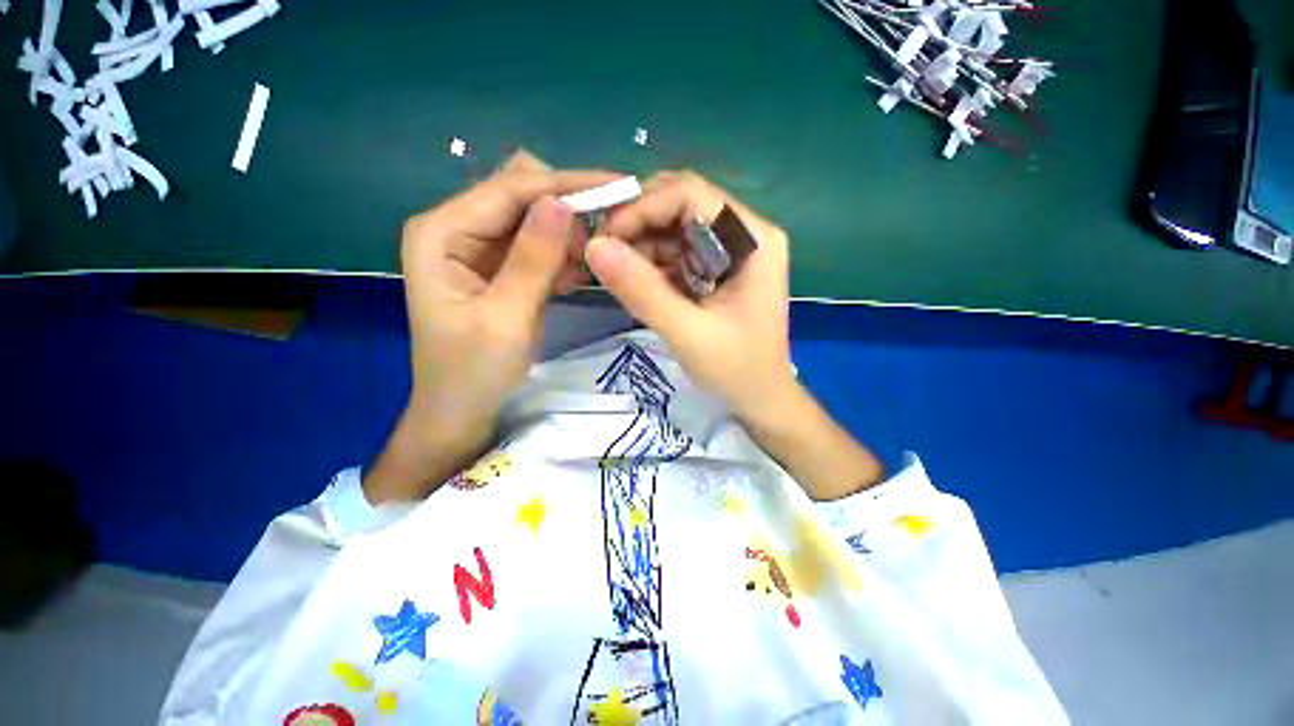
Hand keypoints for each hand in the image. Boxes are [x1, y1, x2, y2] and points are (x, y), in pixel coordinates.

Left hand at [365, 152, 614, 502]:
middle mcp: (457, 229)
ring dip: (569, 233)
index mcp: (442, 232)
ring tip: (596, 255)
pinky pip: (537, 247)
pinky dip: (561, 255)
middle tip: (611, 228)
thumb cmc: (474, 373)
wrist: (461, 413)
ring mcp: (478, 249)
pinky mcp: (499, 269)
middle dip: (568, 206)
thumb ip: (532, 259)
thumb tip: (562, 202)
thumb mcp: (505, 318)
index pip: (511, 189)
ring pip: (533, 220)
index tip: (618, 185)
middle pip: (521, 196)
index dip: (566, 184)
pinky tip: (577, 273)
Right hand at [586, 170, 796, 421]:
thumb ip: (642, 291)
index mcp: (753, 239)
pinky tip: (635, 281)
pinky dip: (650, 262)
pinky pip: (676, 252)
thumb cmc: (737, 370)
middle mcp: (744, 234)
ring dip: (641, 244)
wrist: (760, 400)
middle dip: (639, 223)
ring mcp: (730, 252)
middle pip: (683, 205)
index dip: (645, 206)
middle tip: (604, 251)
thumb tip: (594, 247)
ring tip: (615, 272)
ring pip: (675, 227)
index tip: (607, 236)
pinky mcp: (716, 270)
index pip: (693, 194)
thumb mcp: (687, 333)